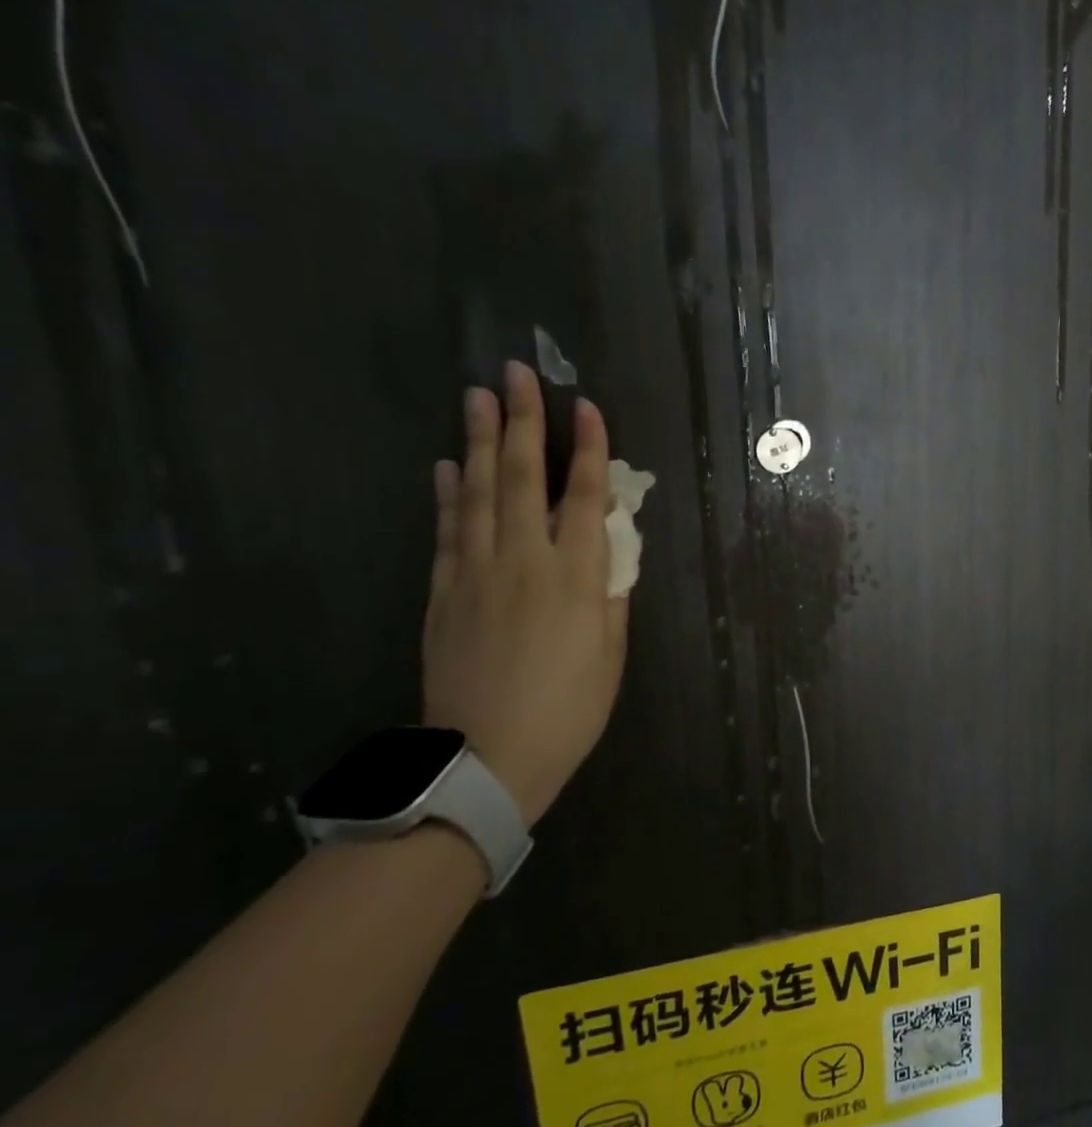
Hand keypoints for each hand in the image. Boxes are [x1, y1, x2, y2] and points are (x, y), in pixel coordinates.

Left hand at [422, 361, 627, 824]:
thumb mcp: (611, 653)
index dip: (587, 450)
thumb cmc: (570, 707)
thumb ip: (611, 595)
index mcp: (577, 577)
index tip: (584, 407)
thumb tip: (610, 552)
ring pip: (477, 493)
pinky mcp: (443, 592)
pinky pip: (446, 531)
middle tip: (517, 372)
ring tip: (478, 397)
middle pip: (523, 478)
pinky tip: (445, 465)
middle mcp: (525, 560)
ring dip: (478, 441)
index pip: (585, 497)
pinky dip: (446, 494)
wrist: (490, 755)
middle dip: (523, 422)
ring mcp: (476, 572)